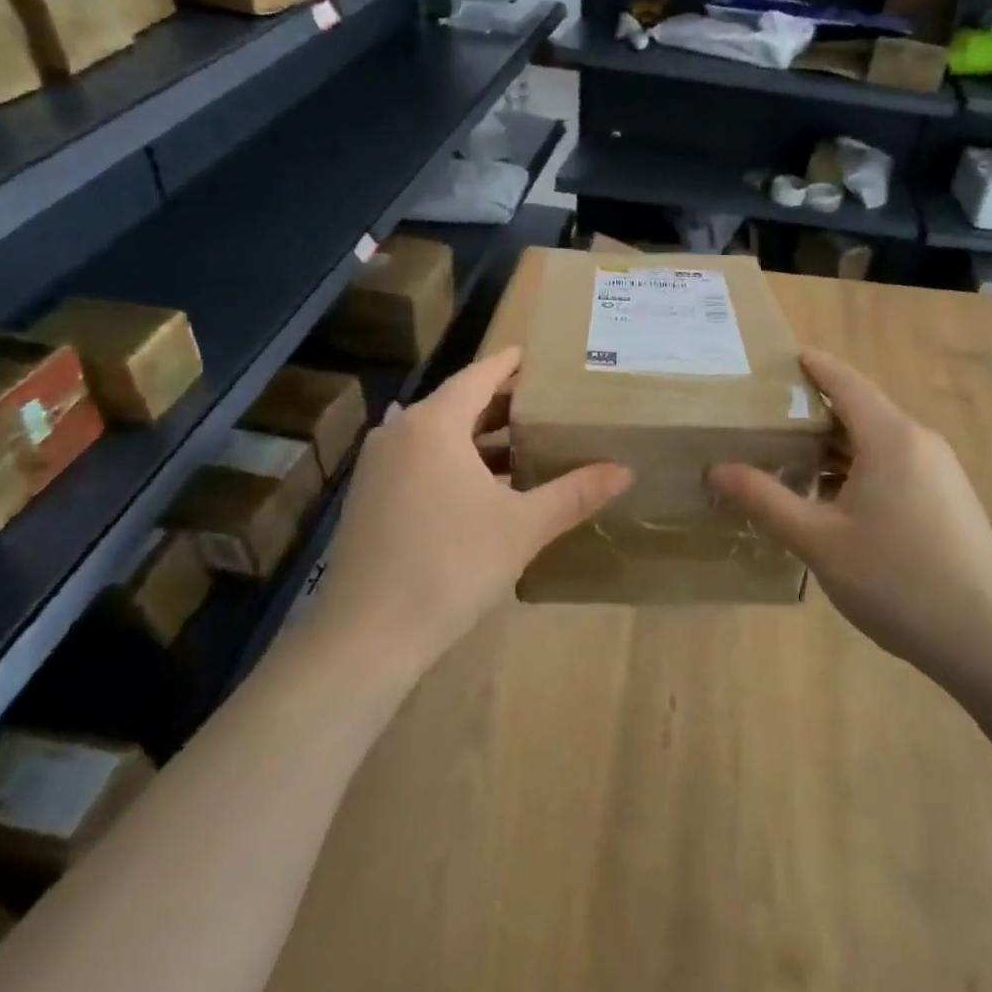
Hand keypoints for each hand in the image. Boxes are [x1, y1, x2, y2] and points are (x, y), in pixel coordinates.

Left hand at [309, 347, 630, 675]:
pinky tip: (480, 483)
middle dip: (500, 402)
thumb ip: (574, 493)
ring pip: (436, 434)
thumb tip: (625, 471)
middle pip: (457, 402)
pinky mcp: (369, 497)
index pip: (479, 376)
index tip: (537, 355)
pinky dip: (452, 460)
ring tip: (522, 442)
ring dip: (477, 435)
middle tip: (544, 402)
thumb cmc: (451, 566)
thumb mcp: (522, 527)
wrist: (366, 636)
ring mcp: (378, 465)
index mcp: (434, 423)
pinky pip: (419, 459)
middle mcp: (400, 432)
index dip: (510, 363)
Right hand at [709, 350, 991, 693]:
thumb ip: (765, 500)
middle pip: (861, 410)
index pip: (845, 382)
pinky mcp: (949, 499)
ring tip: (791, 459)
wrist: (988, 641)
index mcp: (890, 437)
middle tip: (767, 418)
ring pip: (878, 442)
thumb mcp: (818, 540)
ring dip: (836, 446)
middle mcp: (919, 442)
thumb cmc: (896, 580)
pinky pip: (896, 466)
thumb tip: (716, 470)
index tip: (782, 356)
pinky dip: (860, 468)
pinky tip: (834, 500)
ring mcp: (940, 471)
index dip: (813, 366)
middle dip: (814, 411)